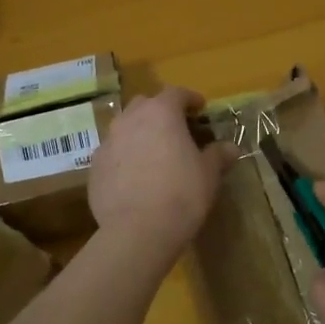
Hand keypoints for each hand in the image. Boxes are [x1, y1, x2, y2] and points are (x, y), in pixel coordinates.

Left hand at [89, 86, 239, 255]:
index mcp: (161, 113)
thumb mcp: (209, 174)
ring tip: (153, 153)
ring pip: (124, 127)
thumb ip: (218, 155)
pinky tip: (134, 177)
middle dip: (160, 112)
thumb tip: (230, 148)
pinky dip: (124, 157)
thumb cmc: (182, 194)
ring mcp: (108, 142)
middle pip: (145, 104)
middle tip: (175, 130)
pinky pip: (112, 153)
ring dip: (139, 133)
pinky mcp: (94, 167)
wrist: (137, 230)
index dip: (190, 99)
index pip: (177, 93)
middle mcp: (130, 119)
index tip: (200, 109)